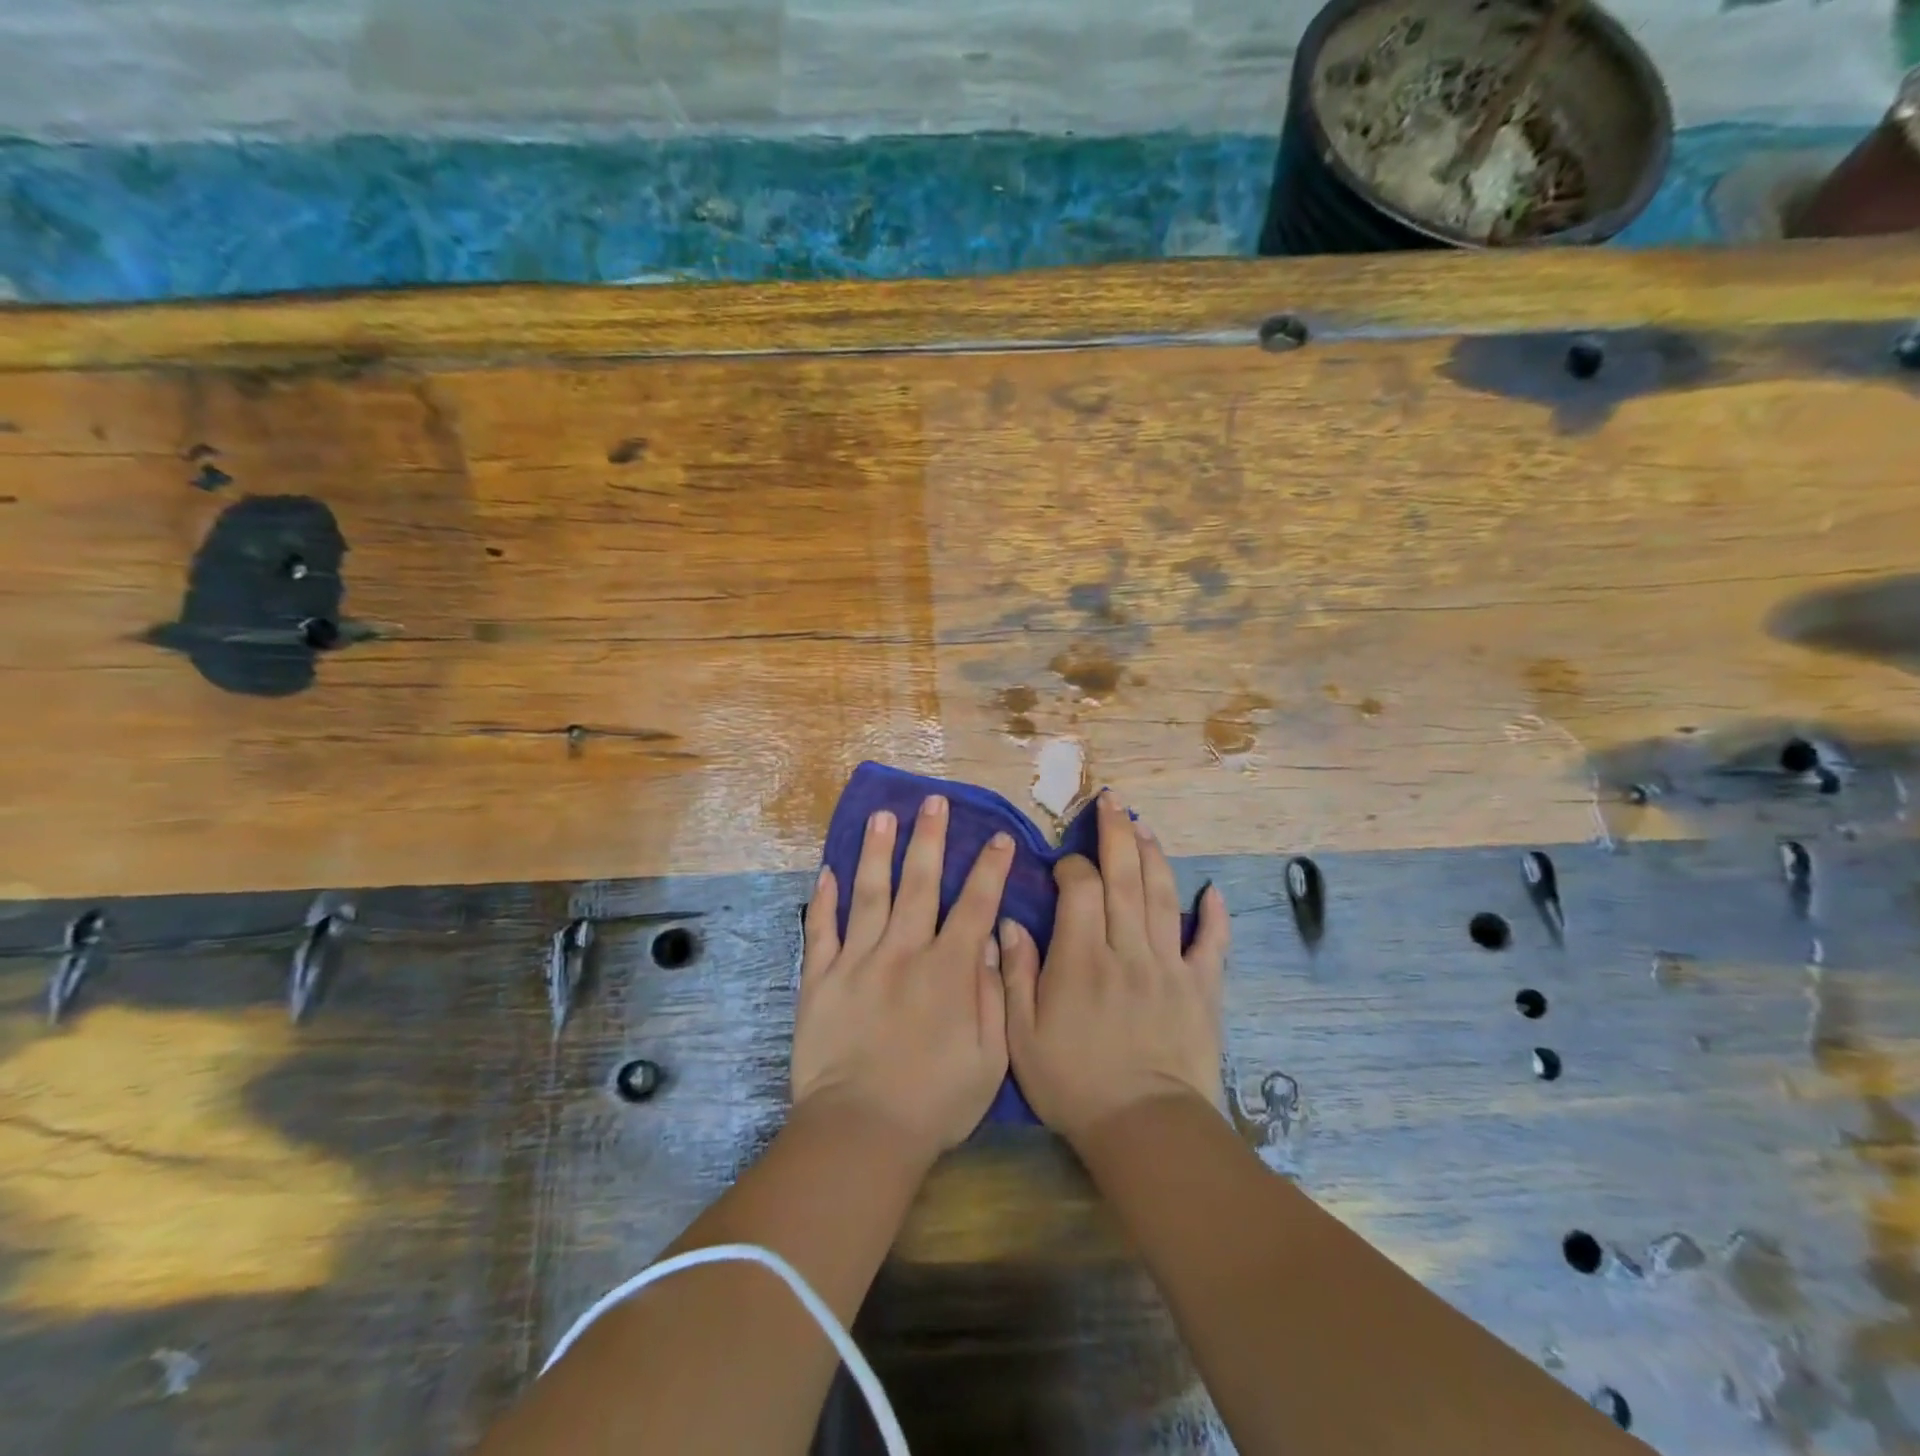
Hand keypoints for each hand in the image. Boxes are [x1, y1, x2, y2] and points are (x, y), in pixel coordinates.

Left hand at [793, 795, 1014, 1164]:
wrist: (861, 1133)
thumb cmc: (934, 1102)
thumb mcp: (990, 1058)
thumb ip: (993, 994)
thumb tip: (992, 941)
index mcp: (948, 970)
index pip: (976, 905)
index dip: (990, 868)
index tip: (999, 837)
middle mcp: (904, 952)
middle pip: (919, 883)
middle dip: (930, 838)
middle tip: (934, 801)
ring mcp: (857, 962)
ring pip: (869, 893)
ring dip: (877, 851)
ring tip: (882, 815)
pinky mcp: (820, 979)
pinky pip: (821, 930)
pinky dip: (823, 899)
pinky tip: (827, 871)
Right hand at [1001, 791, 1229, 1147]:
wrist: (1144, 1130)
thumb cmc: (1074, 1084)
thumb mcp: (1022, 1036)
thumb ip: (1015, 975)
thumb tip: (1008, 923)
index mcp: (1082, 958)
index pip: (1081, 890)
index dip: (1072, 866)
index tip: (1064, 863)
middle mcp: (1128, 949)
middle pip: (1125, 878)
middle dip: (1117, 834)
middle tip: (1113, 801)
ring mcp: (1169, 966)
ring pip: (1163, 897)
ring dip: (1154, 857)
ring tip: (1145, 826)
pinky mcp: (1201, 988)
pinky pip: (1211, 944)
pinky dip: (1213, 916)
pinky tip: (1213, 891)